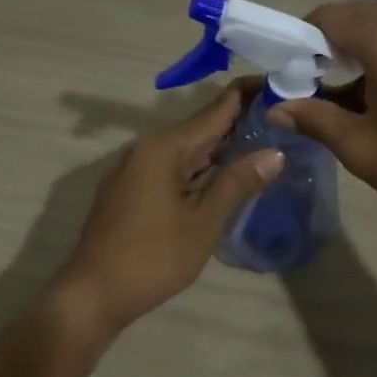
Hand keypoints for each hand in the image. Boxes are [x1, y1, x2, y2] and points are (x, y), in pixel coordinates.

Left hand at [51, 81, 282, 334]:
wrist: (92, 294)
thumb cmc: (152, 258)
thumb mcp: (203, 222)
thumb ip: (238, 183)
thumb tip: (275, 153)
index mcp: (166, 147)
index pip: (216, 109)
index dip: (248, 95)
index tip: (281, 82)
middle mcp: (148, 148)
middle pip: (202, 126)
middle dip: (240, 120)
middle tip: (284, 115)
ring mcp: (137, 169)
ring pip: (188, 149)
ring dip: (222, 145)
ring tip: (265, 138)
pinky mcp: (133, 190)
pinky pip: (175, 167)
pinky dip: (203, 166)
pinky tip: (226, 173)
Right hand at [268, 0, 376, 225]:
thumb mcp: (361, 147)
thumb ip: (314, 120)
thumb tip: (276, 109)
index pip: (329, 17)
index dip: (300, 39)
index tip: (288, 72)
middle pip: (356, 17)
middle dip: (326, 44)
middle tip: (310, 84)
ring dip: (356, 52)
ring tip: (342, 96)